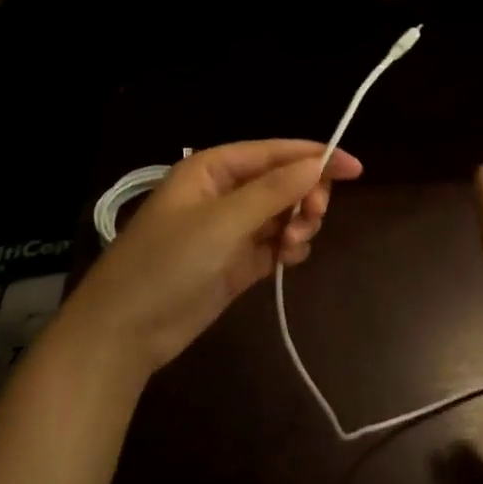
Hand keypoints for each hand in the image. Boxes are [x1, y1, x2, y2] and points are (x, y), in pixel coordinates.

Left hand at [63, 140, 362, 378]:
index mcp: (213, 169)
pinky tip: (288, 259)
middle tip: (313, 217)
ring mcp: (231, 230)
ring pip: (283, 214)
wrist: (126, 331)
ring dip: (298, 225)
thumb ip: (274, 191)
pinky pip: (276, 244)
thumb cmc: (169, 262)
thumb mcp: (223, 221)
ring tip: (292, 247)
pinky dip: (289, 248)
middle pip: (283, 182)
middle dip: (305, 196)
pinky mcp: (237, 263)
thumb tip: (319, 164)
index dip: (316, 156)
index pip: (274, 152)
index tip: (355, 169)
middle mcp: (224, 194)